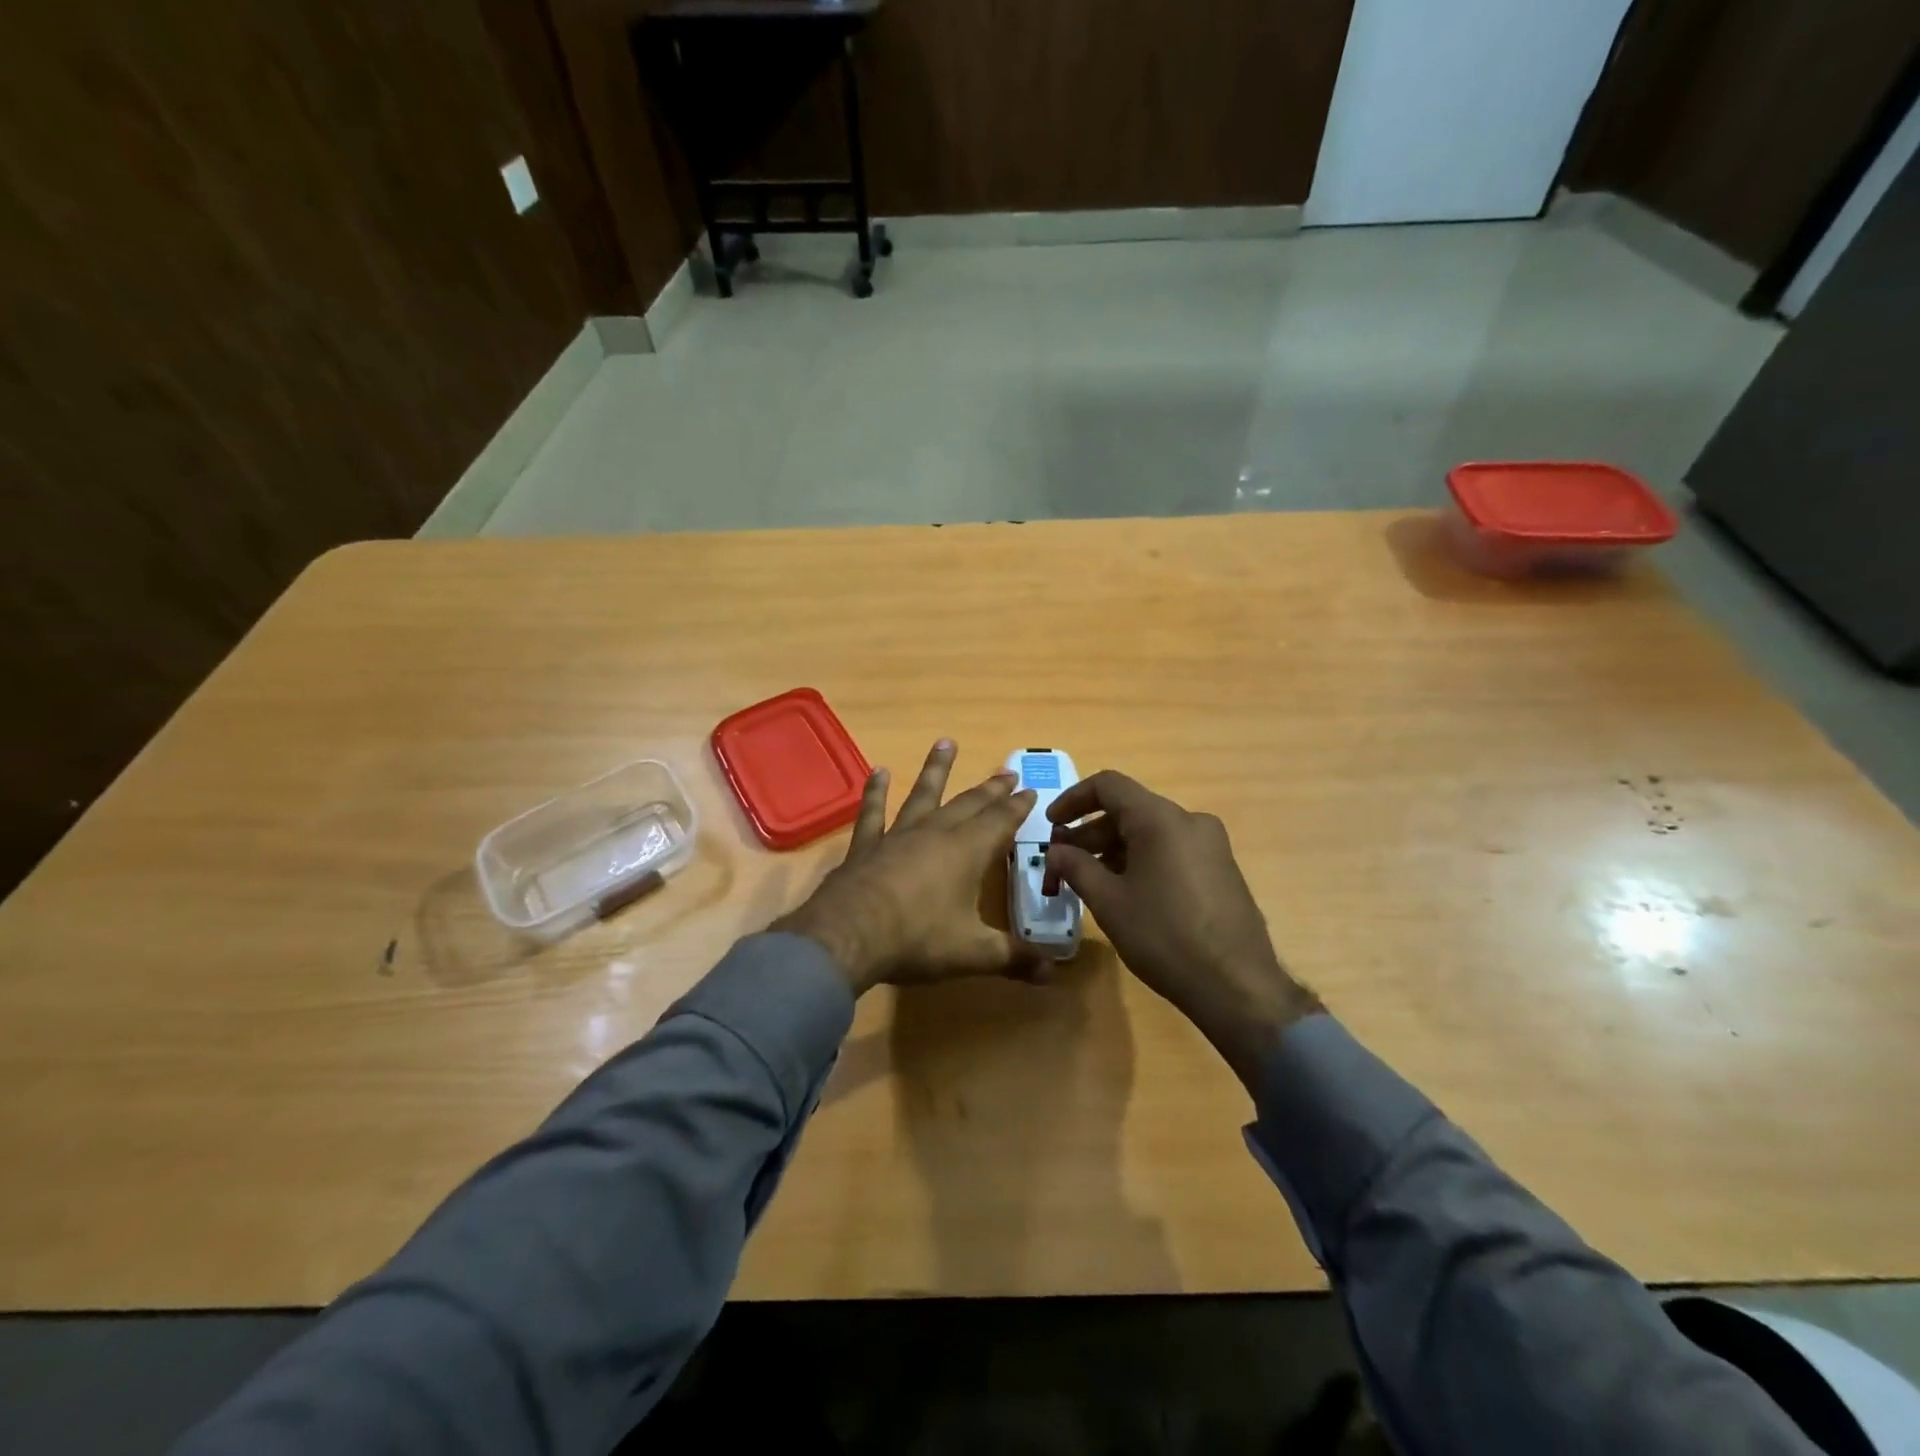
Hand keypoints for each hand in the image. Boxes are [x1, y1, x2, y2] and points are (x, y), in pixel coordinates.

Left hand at [773, 740, 1038, 995]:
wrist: (849, 935)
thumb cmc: (918, 940)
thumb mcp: (974, 953)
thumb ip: (1014, 958)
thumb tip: (1055, 974)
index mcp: (968, 852)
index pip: (1001, 821)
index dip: (1018, 807)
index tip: (1030, 790)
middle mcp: (936, 833)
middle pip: (969, 804)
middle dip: (990, 789)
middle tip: (1007, 772)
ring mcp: (898, 835)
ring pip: (923, 795)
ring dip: (937, 770)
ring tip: (946, 743)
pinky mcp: (867, 845)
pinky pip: (873, 812)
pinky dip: (876, 792)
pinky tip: (879, 772)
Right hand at [1044, 770, 1320, 1089]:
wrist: (1236, 985)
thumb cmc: (1163, 936)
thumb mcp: (1109, 902)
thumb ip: (1076, 867)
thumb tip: (1056, 852)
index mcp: (1160, 819)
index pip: (1108, 785)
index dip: (1072, 799)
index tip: (1051, 825)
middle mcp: (1189, 820)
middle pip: (1129, 809)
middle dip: (1090, 832)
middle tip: (1062, 861)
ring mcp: (1210, 845)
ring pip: (1150, 832)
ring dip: (1113, 849)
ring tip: (1088, 881)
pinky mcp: (1221, 869)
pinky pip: (1171, 850)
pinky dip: (1141, 860)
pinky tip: (1125, 892)